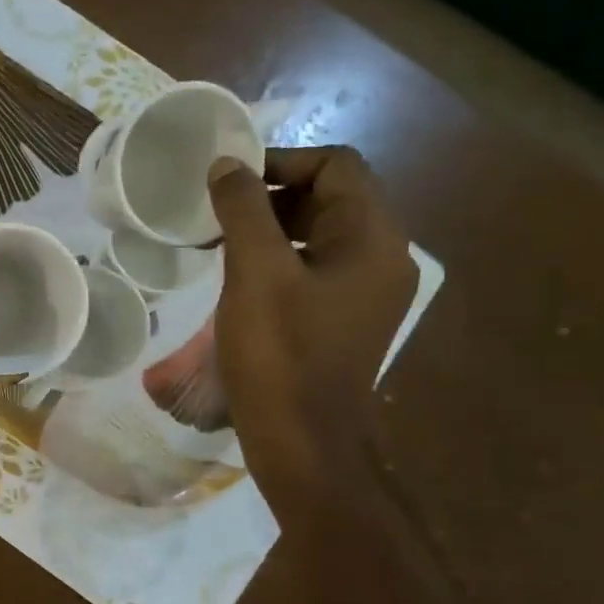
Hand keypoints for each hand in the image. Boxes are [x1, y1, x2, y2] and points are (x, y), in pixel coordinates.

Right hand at [208, 146, 416, 517]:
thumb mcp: (256, 274)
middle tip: (219, 214)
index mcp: (374, 238)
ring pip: (322, 235)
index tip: (229, 183)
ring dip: (273, 229)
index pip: (337, 166)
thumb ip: (243, 210)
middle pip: (332, 197)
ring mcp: (367, 293)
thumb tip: (227, 165)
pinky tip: (242, 281)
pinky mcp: (346, 321)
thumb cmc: (280, 355)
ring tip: (222, 244)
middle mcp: (384, 258)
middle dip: (273, 196)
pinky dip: (280, 260)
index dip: (281, 161)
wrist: (300, 442)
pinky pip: (316, 269)